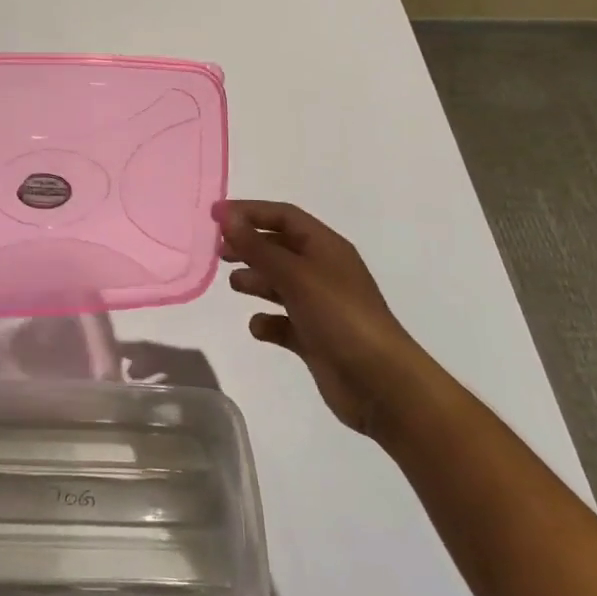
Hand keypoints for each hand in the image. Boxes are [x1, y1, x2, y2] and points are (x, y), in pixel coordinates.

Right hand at [217, 199, 425, 439]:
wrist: (382, 384)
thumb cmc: (340, 316)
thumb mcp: (296, 275)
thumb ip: (258, 247)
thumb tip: (226, 217)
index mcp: (325, 247)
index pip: (283, 215)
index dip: (249, 211)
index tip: (214, 216)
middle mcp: (323, 271)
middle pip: (279, 246)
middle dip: (249, 245)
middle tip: (218, 252)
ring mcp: (319, 305)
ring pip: (279, 282)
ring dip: (255, 280)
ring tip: (234, 285)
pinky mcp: (314, 338)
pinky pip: (283, 321)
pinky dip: (268, 321)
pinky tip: (258, 327)